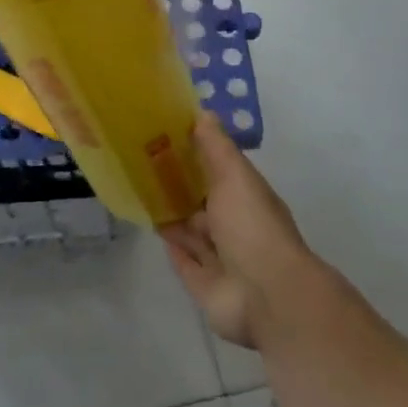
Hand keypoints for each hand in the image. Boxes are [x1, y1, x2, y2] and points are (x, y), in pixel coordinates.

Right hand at [161, 115, 343, 350]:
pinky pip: (183, 263)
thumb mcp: (234, 175)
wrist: (267, 295)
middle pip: (203, 204)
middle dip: (180, 188)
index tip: (165, 137)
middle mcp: (235, 227)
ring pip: (192, 233)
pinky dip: (171, 247)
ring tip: (141, 193)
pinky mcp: (204, 286)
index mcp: (246, 199)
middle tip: (143, 165)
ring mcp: (221, 260)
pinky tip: (153, 229)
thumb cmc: (251, 226)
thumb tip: (203, 111)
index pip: (219, 173)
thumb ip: (215, 146)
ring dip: (173, 217)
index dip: (195, 156)